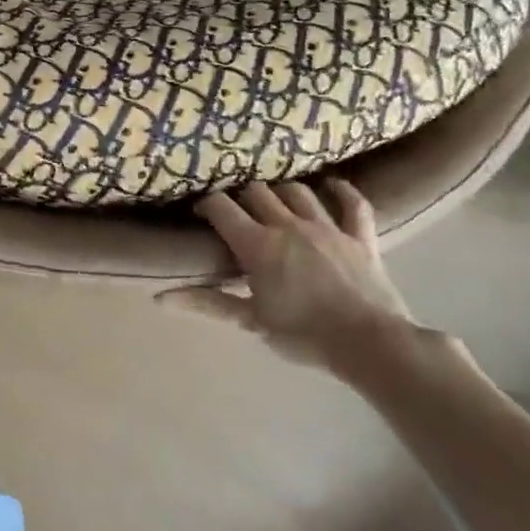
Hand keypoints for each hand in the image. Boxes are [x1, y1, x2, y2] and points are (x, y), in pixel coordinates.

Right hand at [160, 178, 422, 373]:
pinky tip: (332, 185)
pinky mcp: (360, 236)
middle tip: (238, 211)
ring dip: (282, 192)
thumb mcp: (251, 320)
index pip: (221, 207)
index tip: (200, 213)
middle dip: (242, 196)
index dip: (206, 204)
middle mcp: (289, 224)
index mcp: (258, 244)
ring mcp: (327, 226)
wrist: (370, 344)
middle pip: (257, 192)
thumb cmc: (304, 335)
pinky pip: (353, 204)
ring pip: (298, 191)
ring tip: (274, 200)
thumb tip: (159, 298)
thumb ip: (207, 302)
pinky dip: (343, 192)